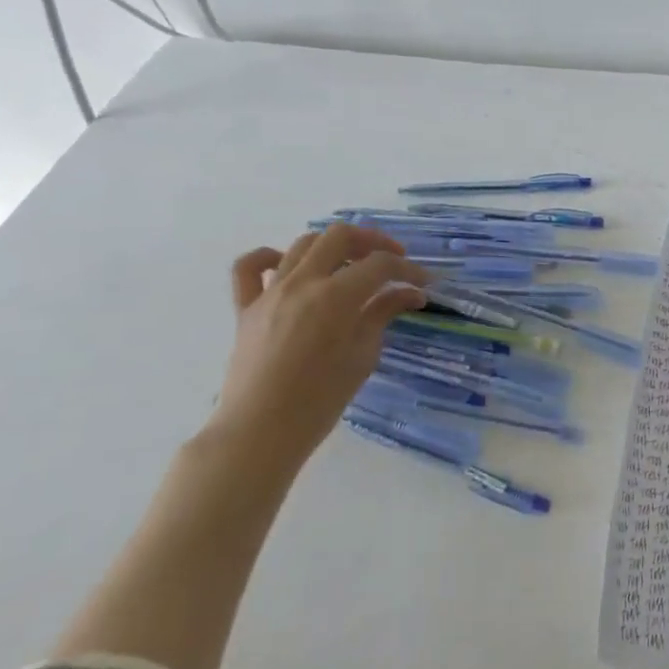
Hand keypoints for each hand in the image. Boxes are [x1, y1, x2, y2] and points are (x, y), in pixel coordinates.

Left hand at [212, 225, 427, 454]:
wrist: (260, 432)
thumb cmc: (320, 400)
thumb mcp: (363, 356)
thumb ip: (383, 314)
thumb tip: (410, 293)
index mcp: (336, 297)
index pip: (380, 265)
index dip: (408, 269)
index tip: (424, 282)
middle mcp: (302, 283)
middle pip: (341, 236)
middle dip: (373, 242)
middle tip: (392, 261)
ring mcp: (270, 292)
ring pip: (303, 244)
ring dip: (333, 246)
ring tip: (350, 265)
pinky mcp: (245, 308)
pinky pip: (249, 268)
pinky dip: (270, 257)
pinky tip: (288, 266)